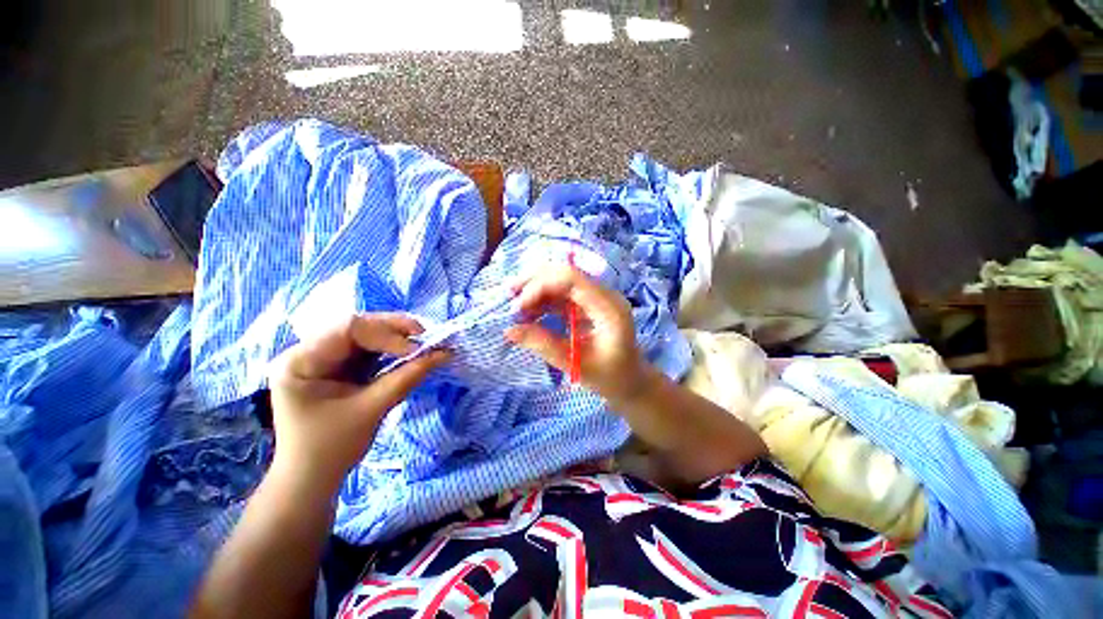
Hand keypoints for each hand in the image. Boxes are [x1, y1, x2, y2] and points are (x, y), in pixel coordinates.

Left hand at [267, 313, 449, 489]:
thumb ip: (407, 377)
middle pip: (357, 326)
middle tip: (425, 337)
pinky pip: (368, 349)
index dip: (387, 333)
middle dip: (394, 330)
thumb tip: (443, 353)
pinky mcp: (337, 367)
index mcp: (301, 361)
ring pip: (365, 334)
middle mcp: (307, 351)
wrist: (311, 479)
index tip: (416, 350)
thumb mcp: (371, 409)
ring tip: (422, 343)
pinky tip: (408, 352)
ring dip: (395, 337)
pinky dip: (391, 349)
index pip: (348, 328)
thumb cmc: (331, 449)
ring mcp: (322, 358)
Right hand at [505, 265, 648, 405]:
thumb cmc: (610, 378)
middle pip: (564, 273)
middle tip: (509, 296)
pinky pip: (561, 293)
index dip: (540, 286)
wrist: (631, 381)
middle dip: (534, 281)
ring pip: (560, 280)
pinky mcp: (588, 304)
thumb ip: (544, 345)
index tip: (518, 307)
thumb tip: (509, 331)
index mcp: (608, 307)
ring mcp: (596, 297)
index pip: (571, 279)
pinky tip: (528, 311)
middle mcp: (603, 294)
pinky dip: (542, 299)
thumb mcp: (576, 365)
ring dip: (535, 288)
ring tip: (515, 306)